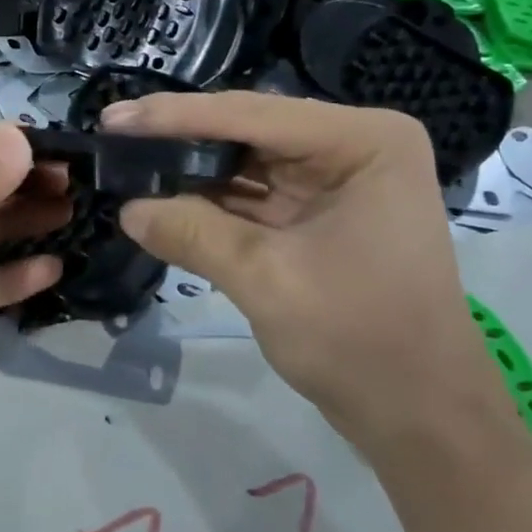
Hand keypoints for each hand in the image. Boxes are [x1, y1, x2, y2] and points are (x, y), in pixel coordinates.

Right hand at [102, 91, 507, 451]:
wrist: (420, 416)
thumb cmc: (361, 341)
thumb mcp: (267, 280)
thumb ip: (193, 234)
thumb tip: (127, 209)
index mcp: (363, 141)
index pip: (252, 115)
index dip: (175, 117)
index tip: (112, 119)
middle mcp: (352, 147)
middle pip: (247, 131)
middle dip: (179, 140)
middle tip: (111, 137)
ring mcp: (336, 181)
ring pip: (244, 161)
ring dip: (189, 169)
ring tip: (124, 163)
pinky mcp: (317, 214)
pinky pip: (251, 195)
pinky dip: (208, 200)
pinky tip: (161, 197)